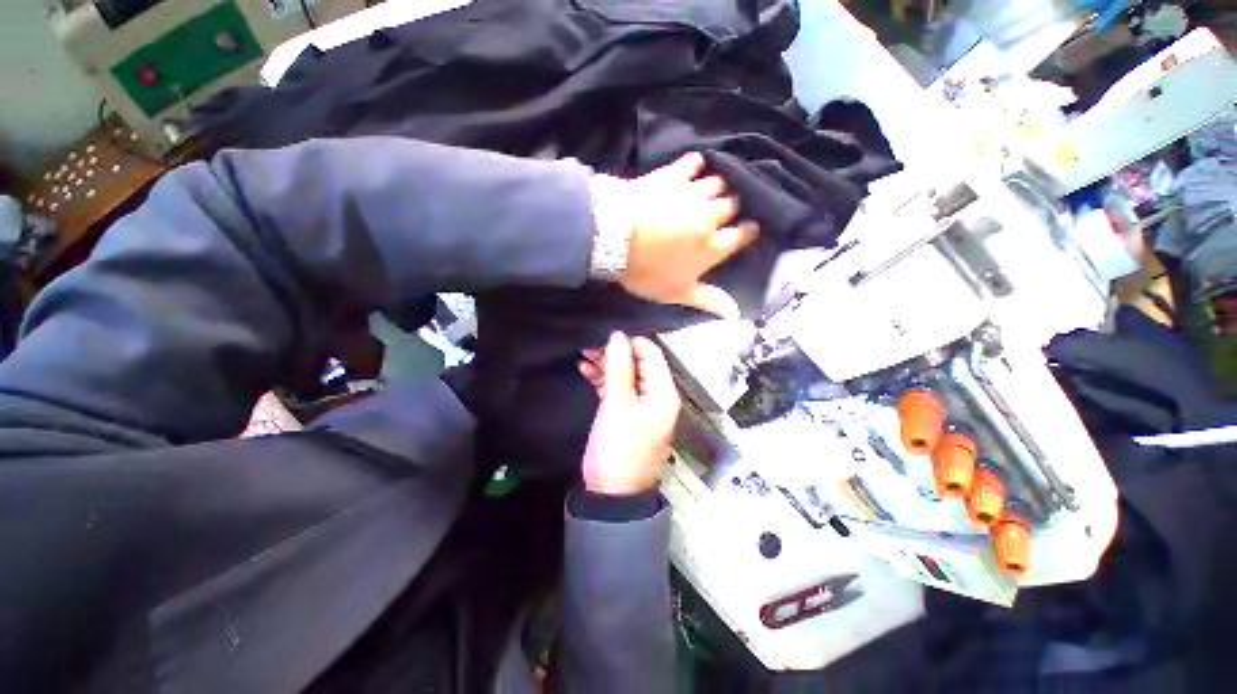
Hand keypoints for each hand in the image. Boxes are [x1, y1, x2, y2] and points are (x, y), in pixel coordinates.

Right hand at [578, 331, 680, 495]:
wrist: (612, 493)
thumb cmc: (619, 449)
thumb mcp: (618, 405)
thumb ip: (619, 368)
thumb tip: (618, 336)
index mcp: (663, 392)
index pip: (651, 354)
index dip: (630, 343)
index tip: (605, 338)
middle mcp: (655, 395)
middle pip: (637, 363)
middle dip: (615, 353)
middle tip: (589, 346)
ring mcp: (640, 404)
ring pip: (625, 374)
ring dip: (606, 364)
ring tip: (583, 355)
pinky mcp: (625, 413)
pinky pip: (617, 388)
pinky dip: (603, 378)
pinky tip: (585, 370)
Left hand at [612, 153, 759, 318]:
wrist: (617, 239)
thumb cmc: (648, 271)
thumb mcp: (676, 293)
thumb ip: (706, 300)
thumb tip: (733, 314)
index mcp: (712, 247)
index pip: (739, 236)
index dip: (747, 232)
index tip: (750, 228)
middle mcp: (709, 217)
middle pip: (731, 206)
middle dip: (732, 207)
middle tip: (727, 209)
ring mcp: (692, 194)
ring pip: (717, 184)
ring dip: (718, 187)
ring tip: (716, 188)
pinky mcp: (672, 176)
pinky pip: (691, 164)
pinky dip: (695, 164)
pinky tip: (697, 163)